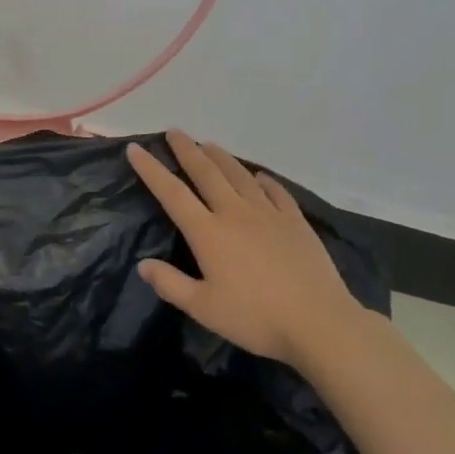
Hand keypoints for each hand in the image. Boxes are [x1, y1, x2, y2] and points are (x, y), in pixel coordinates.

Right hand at [126, 130, 366, 366]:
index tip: (135, 149)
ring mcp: (268, 214)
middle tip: (174, 132)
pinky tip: (259, 176)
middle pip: (206, 172)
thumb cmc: (255, 318)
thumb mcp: (204, 309)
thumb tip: (143, 264)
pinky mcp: (295, 221)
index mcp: (208, 233)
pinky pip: (275, 191)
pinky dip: (263, 180)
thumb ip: (170, 284)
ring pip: (239, 175)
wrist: (318, 321)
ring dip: (221, 157)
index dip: (151, 170)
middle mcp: (235, 213)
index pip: (172, 194)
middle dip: (187, 150)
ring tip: (209, 144)